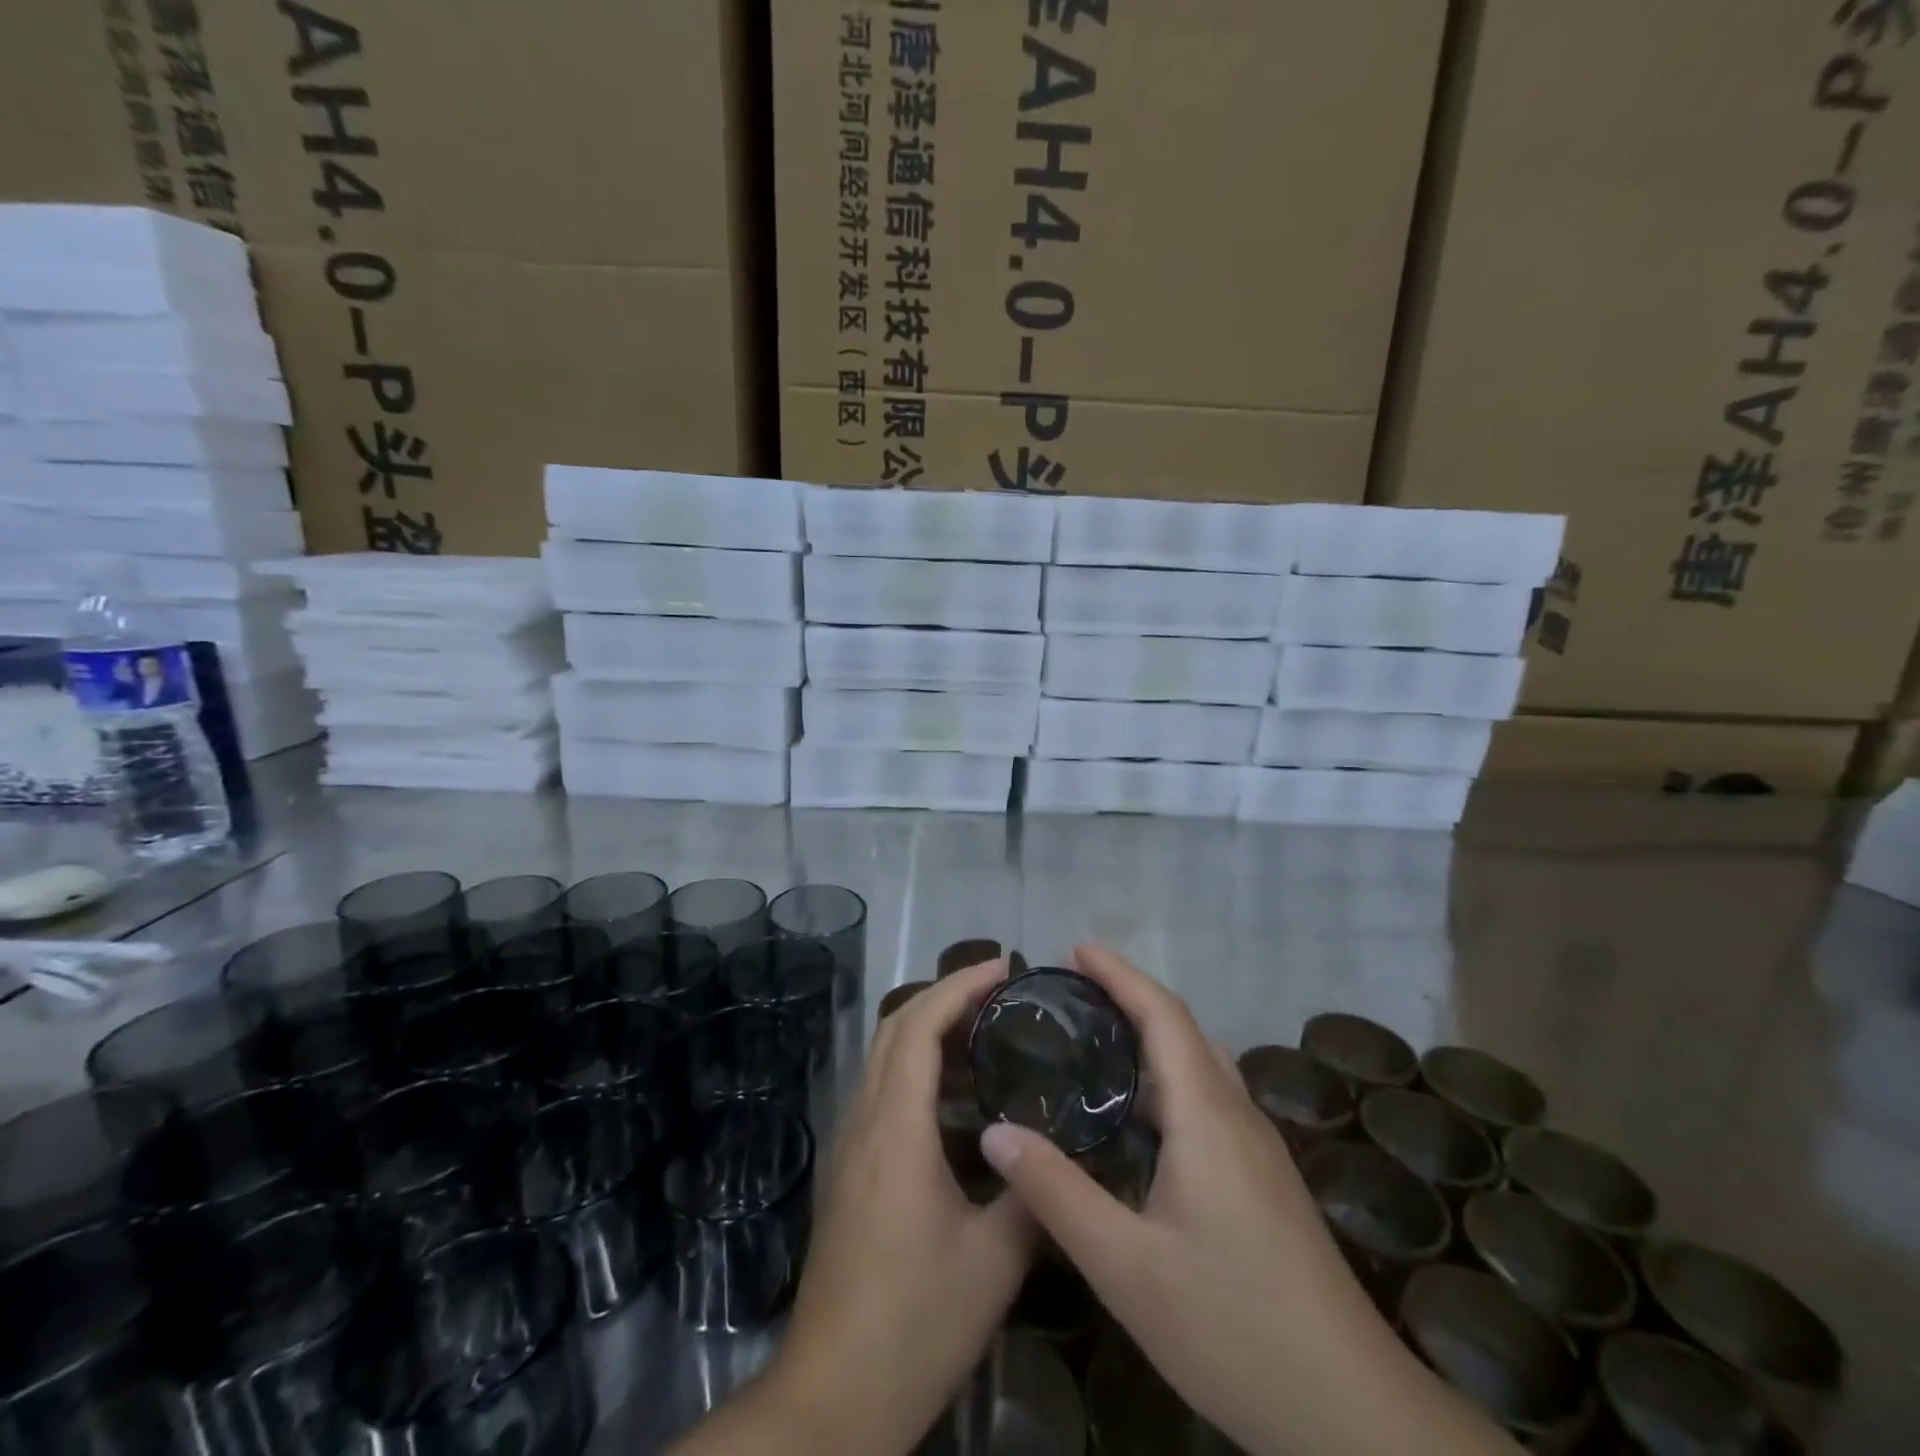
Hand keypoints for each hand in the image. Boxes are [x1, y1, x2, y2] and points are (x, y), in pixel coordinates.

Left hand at [693, 957, 1036, 1454]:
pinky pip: (882, 1088)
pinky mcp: (851, 1169)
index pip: (919, 1026)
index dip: (959, 985)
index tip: (1003, 966)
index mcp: (896, 1130)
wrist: (833, 1395)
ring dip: (928, 1026)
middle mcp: (866, 1122)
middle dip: (944, 994)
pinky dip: (917, 1063)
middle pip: (895, 1028)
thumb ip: (1032, 1195)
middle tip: (999, 989)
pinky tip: (956, 1093)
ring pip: (884, 1056)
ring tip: (985, 1028)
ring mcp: (852, 1144)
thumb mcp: (993, 1262)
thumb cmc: (915, 1323)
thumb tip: (1062, 1149)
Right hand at [979, 945, 1518, 1455]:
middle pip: (1183, 1029)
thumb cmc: (1234, 1328)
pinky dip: (1168, 1075)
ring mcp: (1258, 1148)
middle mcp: (1237, 1115)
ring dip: (1152, 1034)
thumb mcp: (1126, 1267)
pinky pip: (1210, 1097)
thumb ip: (1057, 1193)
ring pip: (1201, 1064)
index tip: (1076, 949)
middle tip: (1074, 990)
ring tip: (1097, 1037)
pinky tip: (1139, 1114)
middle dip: (1131, 995)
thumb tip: (995, 1132)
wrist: (1352, 1413)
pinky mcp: (1264, 1178)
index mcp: (1207, 1116)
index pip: (1163, 1015)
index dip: (1120, 974)